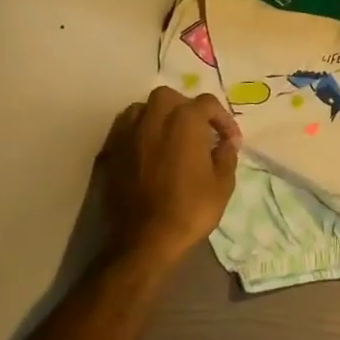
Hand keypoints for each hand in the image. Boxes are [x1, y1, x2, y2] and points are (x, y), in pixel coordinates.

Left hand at [98, 87, 240, 268]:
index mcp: (185, 121)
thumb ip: (226, 155)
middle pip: (170, 97)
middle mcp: (153, 118)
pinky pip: (124, 129)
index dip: (222, 119)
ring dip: (158, 116)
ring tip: (169, 137)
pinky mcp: (109, 152)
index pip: (207, 104)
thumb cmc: (189, 210)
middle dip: (186, 108)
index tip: (230, 140)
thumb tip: (227, 141)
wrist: (142, 242)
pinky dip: (137, 131)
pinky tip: (147, 150)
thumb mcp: (222, 184)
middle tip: (197, 131)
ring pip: (143, 108)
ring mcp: (127, 134)